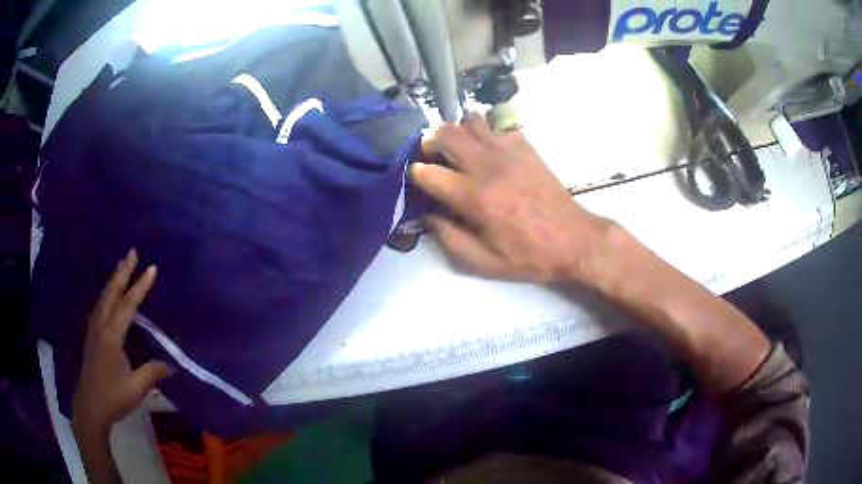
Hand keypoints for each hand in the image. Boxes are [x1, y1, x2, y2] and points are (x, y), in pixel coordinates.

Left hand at [72, 249, 168, 437]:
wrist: (90, 407)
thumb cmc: (113, 397)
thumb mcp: (136, 387)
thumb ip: (153, 372)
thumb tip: (172, 365)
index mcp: (111, 336)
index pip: (127, 305)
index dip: (140, 286)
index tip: (152, 268)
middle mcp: (101, 326)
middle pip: (111, 293)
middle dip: (122, 272)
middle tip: (132, 252)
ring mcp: (94, 330)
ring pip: (103, 297)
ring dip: (113, 280)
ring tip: (121, 267)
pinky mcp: (92, 337)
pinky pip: (99, 307)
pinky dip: (106, 294)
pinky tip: (109, 297)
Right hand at [410, 113, 612, 283]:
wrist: (574, 240)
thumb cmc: (528, 256)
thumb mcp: (484, 263)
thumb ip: (449, 238)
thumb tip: (427, 215)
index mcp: (474, 198)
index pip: (427, 172)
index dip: (416, 175)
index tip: (419, 182)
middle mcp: (487, 166)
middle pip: (445, 134)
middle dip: (430, 143)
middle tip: (433, 157)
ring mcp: (508, 151)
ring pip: (470, 121)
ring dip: (458, 132)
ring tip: (460, 150)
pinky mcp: (525, 146)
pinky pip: (497, 125)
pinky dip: (486, 131)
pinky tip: (489, 149)